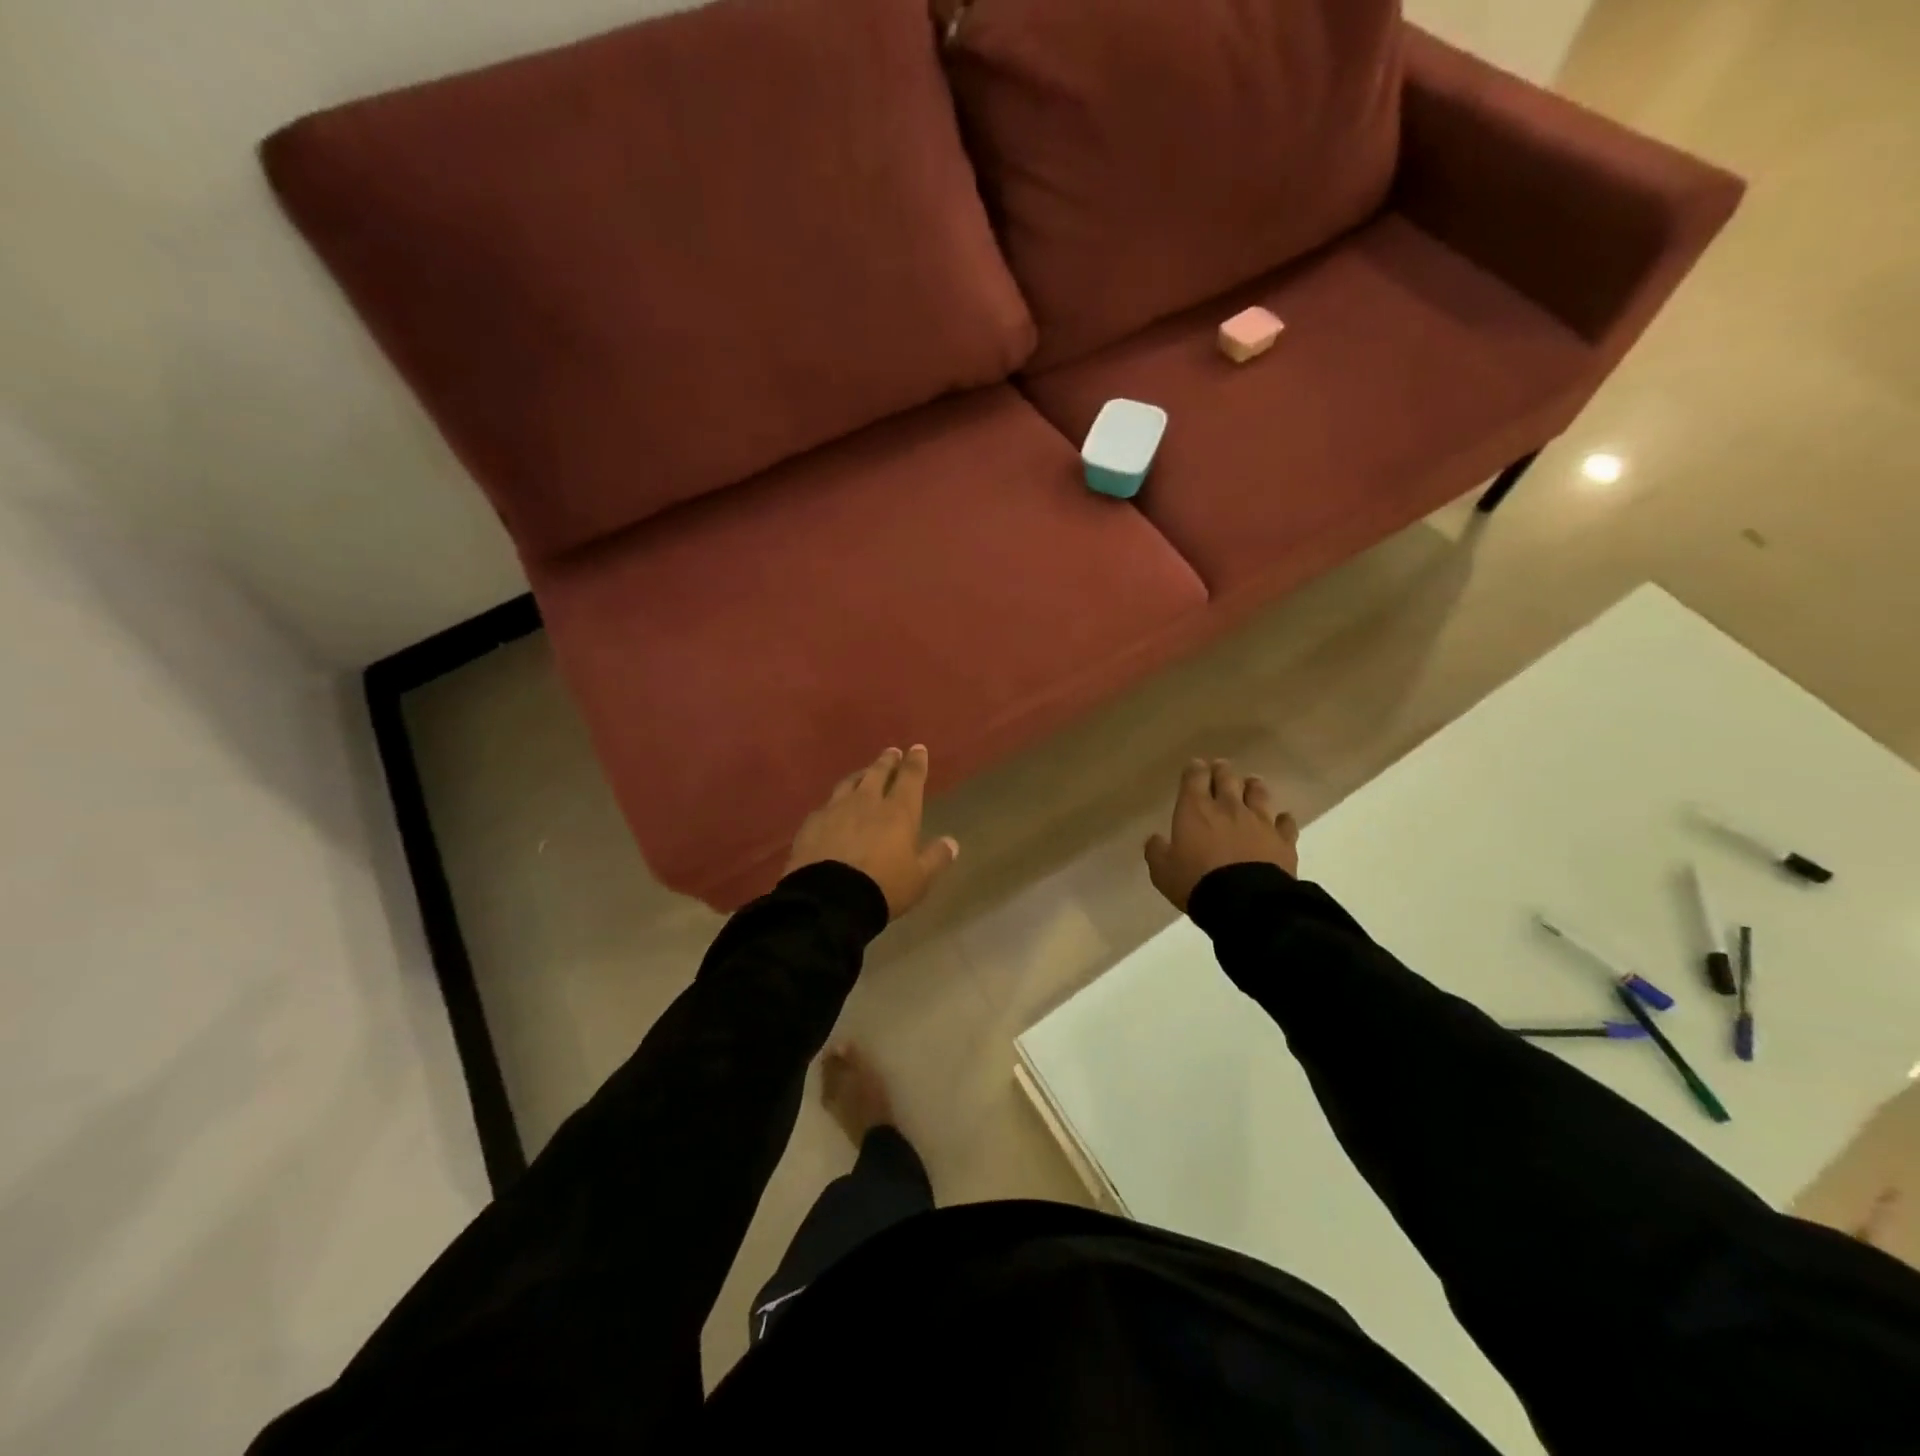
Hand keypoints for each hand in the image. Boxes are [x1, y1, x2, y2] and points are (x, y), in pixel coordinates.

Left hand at [786, 746, 959, 919]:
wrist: (828, 900)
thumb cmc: (882, 887)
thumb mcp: (919, 879)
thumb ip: (936, 858)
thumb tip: (951, 842)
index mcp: (898, 812)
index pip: (910, 778)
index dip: (916, 762)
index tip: (917, 748)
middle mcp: (867, 802)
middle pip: (878, 773)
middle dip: (887, 761)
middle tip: (891, 752)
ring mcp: (835, 810)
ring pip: (850, 783)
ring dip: (860, 775)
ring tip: (864, 773)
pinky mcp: (811, 824)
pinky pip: (826, 805)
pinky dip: (835, 802)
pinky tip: (833, 808)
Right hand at [1145, 759, 1298, 911]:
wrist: (1245, 903)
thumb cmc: (1196, 882)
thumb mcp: (1162, 871)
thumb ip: (1157, 851)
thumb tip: (1155, 839)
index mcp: (1195, 809)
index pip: (1195, 777)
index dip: (1194, 769)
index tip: (1194, 766)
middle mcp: (1228, 807)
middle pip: (1227, 778)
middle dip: (1222, 771)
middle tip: (1221, 768)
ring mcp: (1259, 821)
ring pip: (1258, 793)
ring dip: (1253, 786)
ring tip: (1251, 784)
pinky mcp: (1282, 840)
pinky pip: (1285, 823)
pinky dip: (1282, 819)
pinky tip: (1281, 820)